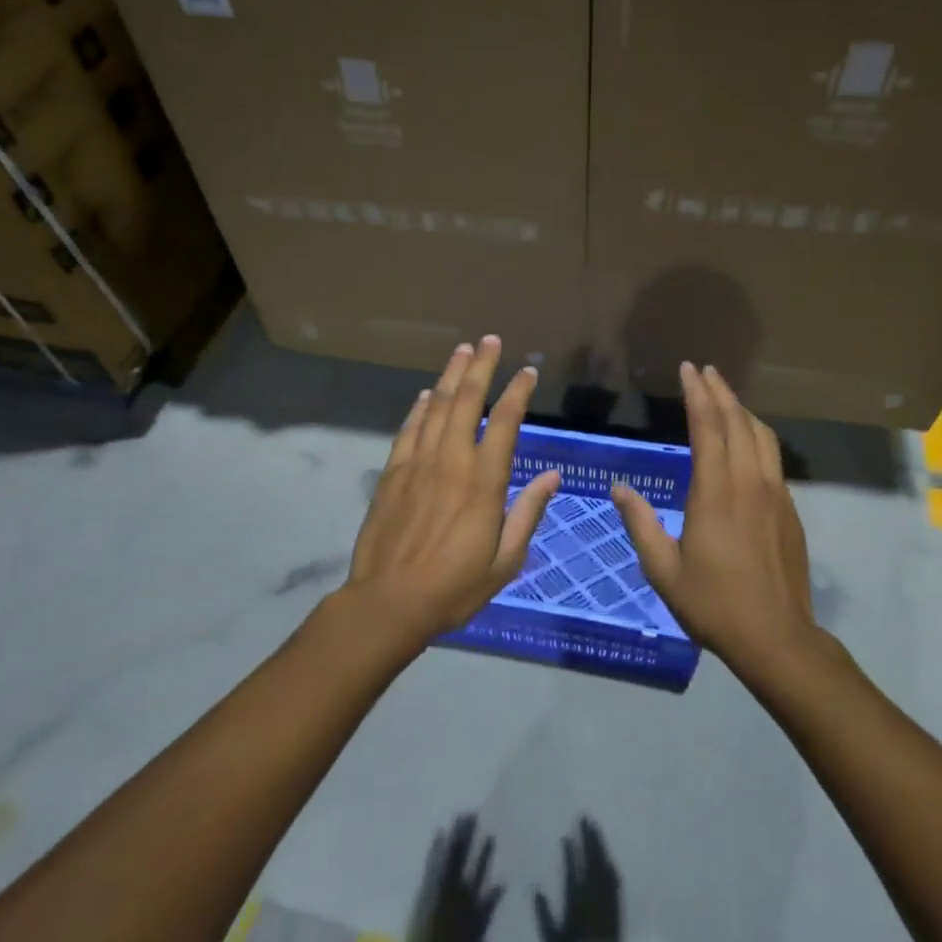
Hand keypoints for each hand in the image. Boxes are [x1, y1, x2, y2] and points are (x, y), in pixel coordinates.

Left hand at [344, 336, 559, 640]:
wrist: (389, 602)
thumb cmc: (454, 586)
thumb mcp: (505, 560)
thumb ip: (528, 513)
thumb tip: (552, 477)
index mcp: (484, 481)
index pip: (505, 422)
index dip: (517, 392)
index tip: (527, 371)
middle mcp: (452, 461)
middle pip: (467, 401)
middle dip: (481, 366)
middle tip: (490, 340)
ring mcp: (418, 463)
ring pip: (436, 407)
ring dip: (450, 376)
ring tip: (462, 350)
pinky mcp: (392, 473)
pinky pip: (408, 430)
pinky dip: (418, 408)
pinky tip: (425, 394)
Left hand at [381, 814, 503, 941]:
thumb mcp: (479, 932)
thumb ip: (490, 906)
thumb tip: (503, 881)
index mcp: (469, 895)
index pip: (480, 867)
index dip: (485, 850)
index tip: (490, 833)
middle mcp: (455, 884)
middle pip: (464, 854)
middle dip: (469, 834)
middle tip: (473, 812)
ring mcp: (439, 883)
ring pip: (449, 853)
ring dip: (455, 834)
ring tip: (460, 815)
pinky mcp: (426, 886)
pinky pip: (432, 861)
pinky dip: (436, 846)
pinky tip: (439, 831)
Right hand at [536, 818, 632, 941]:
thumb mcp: (551, 941)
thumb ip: (543, 914)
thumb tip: (534, 889)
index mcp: (576, 900)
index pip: (574, 868)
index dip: (571, 850)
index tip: (567, 835)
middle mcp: (593, 894)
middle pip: (592, 859)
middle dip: (589, 837)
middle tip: (585, 817)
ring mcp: (607, 898)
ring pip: (604, 864)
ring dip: (600, 845)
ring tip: (596, 828)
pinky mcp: (616, 905)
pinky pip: (614, 878)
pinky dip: (610, 864)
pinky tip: (608, 857)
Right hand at [610, 362, 817, 670]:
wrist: (777, 638)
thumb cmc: (714, 604)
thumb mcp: (663, 570)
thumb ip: (640, 524)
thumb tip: (619, 488)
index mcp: (715, 493)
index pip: (708, 427)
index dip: (697, 394)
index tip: (688, 368)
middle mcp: (748, 483)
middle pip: (737, 421)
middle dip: (720, 390)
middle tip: (704, 370)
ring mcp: (775, 494)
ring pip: (761, 435)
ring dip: (742, 409)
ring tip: (725, 396)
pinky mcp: (789, 509)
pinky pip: (772, 457)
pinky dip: (756, 435)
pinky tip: (747, 441)